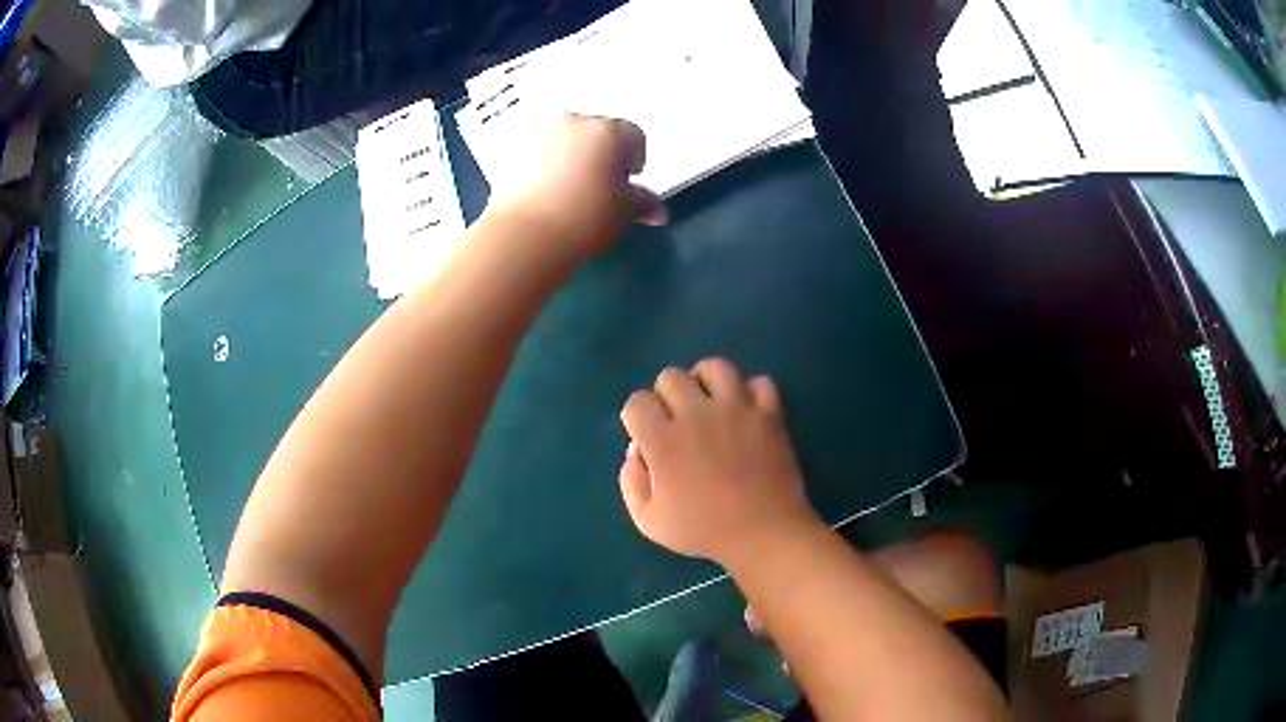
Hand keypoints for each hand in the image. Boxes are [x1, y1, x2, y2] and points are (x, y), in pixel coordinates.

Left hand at [492, 114, 667, 257]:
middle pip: (597, 130)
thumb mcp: (623, 211)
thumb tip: (658, 212)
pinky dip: (543, 162)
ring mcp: (540, 132)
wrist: (527, 231)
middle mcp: (575, 122)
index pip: (634, 135)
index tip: (627, 181)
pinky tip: (543, 189)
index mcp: (610, 131)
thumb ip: (642, 203)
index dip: (634, 158)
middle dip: (601, 151)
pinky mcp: (513, 149)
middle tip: (599, 183)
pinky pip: (537, 149)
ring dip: (570, 153)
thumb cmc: (587, 216)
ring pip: (564, 137)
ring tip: (568, 186)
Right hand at [618, 358, 820, 565]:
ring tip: (709, 404)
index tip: (648, 438)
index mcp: (664, 441)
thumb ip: (631, 482)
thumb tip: (637, 449)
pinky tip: (745, 412)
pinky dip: (751, 393)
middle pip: (671, 377)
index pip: (637, 402)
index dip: (637, 418)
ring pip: (714, 367)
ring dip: (705, 382)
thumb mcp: (648, 520)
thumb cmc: (704, 530)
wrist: (764, 533)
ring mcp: (737, 409)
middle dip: (666, 397)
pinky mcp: (768, 413)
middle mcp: (698, 415)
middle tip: (677, 423)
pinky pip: (759, 382)